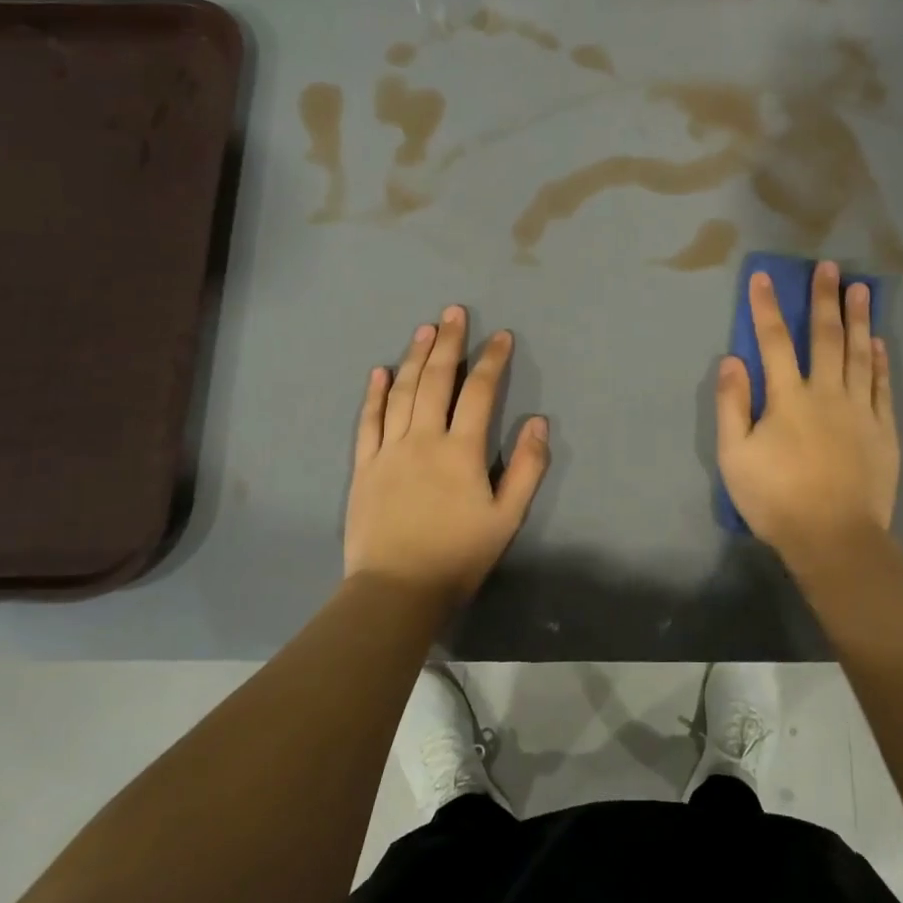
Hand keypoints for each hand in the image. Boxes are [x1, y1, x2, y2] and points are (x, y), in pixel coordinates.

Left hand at [345, 305, 548, 601]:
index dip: (493, 361)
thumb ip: (526, 468)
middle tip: (454, 312)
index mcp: (460, 450)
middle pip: (436, 380)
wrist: (396, 590)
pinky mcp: (364, 466)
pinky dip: (374, 394)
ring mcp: (388, 450)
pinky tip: (379, 371)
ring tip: (425, 329)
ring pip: (402, 392)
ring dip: (414, 357)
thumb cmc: (458, 556)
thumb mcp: (506, 517)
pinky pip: (368, 421)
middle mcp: (423, 439)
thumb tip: (538, 422)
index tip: (502, 336)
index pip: (479, 392)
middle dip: (449, 342)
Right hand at [714, 262, 898, 556]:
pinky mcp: (882, 429)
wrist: (833, 537)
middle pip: (825, 337)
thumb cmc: (776, 498)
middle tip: (830, 267)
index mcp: (787, 398)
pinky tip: (879, 342)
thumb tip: (732, 359)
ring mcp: (859, 409)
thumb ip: (731, 405)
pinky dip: (880, 360)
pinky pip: (881, 385)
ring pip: (859, 354)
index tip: (763, 277)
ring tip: (861, 289)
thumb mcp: (734, 456)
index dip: (766, 307)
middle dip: (823, 299)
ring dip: (858, 319)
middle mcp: (825, 393)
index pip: (772, 341)